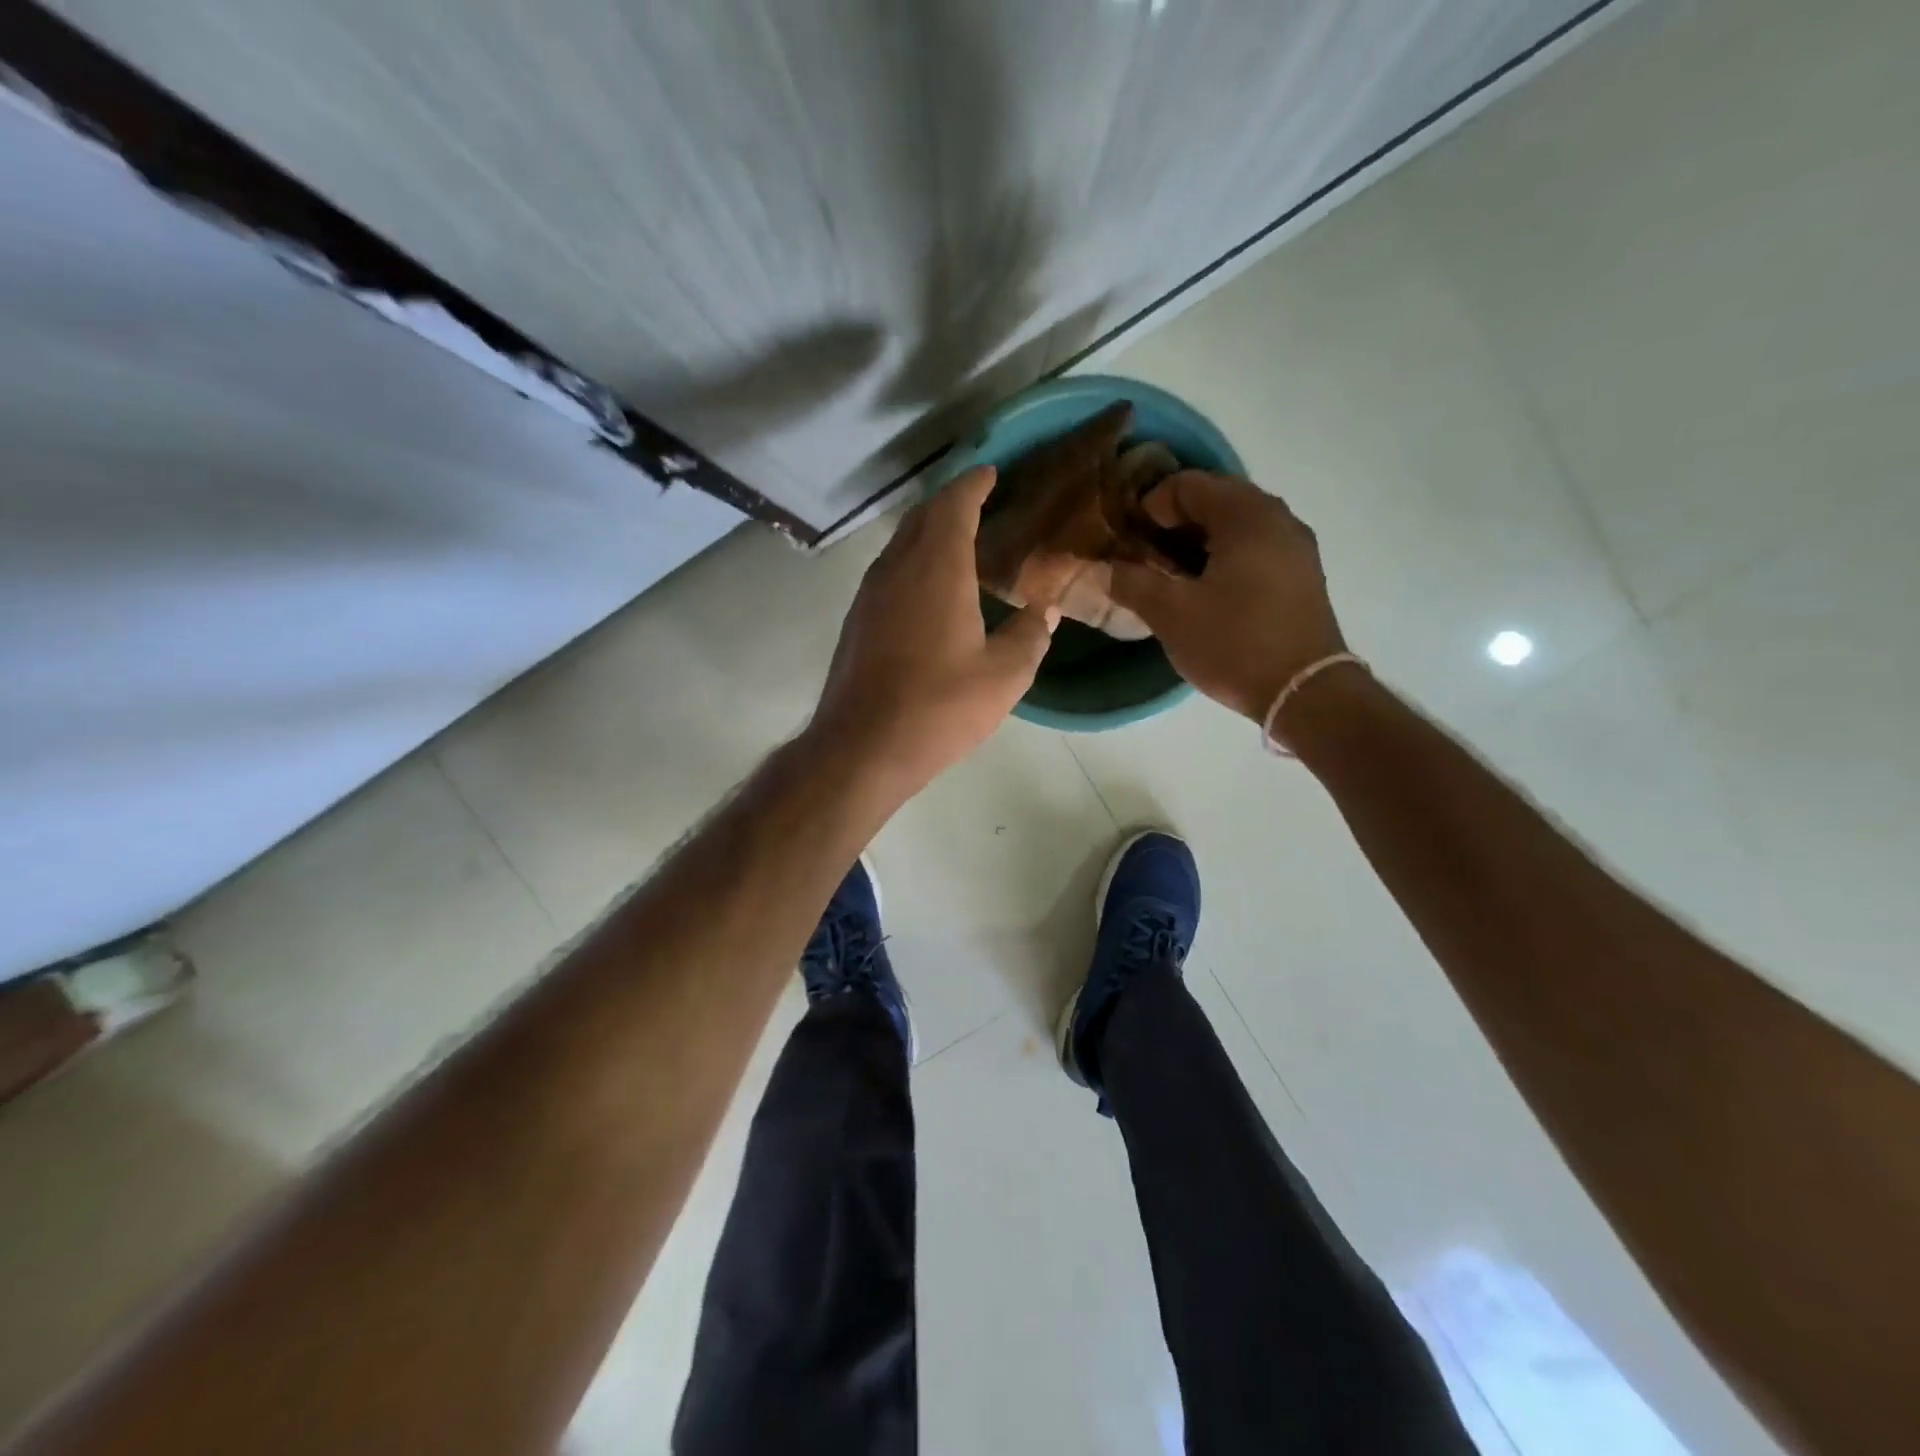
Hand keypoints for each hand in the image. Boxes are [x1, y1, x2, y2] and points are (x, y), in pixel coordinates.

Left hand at [811, 465, 1058, 793]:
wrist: (861, 748)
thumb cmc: (938, 707)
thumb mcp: (1003, 676)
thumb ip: (1030, 636)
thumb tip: (1044, 612)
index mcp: (937, 568)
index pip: (954, 504)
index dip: (974, 484)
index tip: (992, 473)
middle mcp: (896, 568)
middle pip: (921, 517)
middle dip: (950, 502)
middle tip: (980, 503)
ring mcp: (870, 594)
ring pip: (901, 544)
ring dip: (928, 533)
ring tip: (959, 543)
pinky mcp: (857, 621)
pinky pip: (889, 572)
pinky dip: (913, 563)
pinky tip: (930, 590)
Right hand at [1110, 471, 1347, 721]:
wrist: (1305, 693)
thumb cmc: (1234, 644)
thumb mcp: (1171, 613)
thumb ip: (1130, 582)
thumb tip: (1096, 568)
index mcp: (1246, 514)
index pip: (1187, 483)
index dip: (1149, 506)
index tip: (1128, 541)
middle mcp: (1277, 517)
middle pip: (1214, 500)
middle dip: (1172, 524)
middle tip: (1143, 558)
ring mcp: (1295, 546)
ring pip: (1235, 527)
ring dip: (1197, 543)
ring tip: (1170, 578)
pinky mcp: (1301, 575)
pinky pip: (1254, 549)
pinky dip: (1223, 558)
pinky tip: (1206, 593)